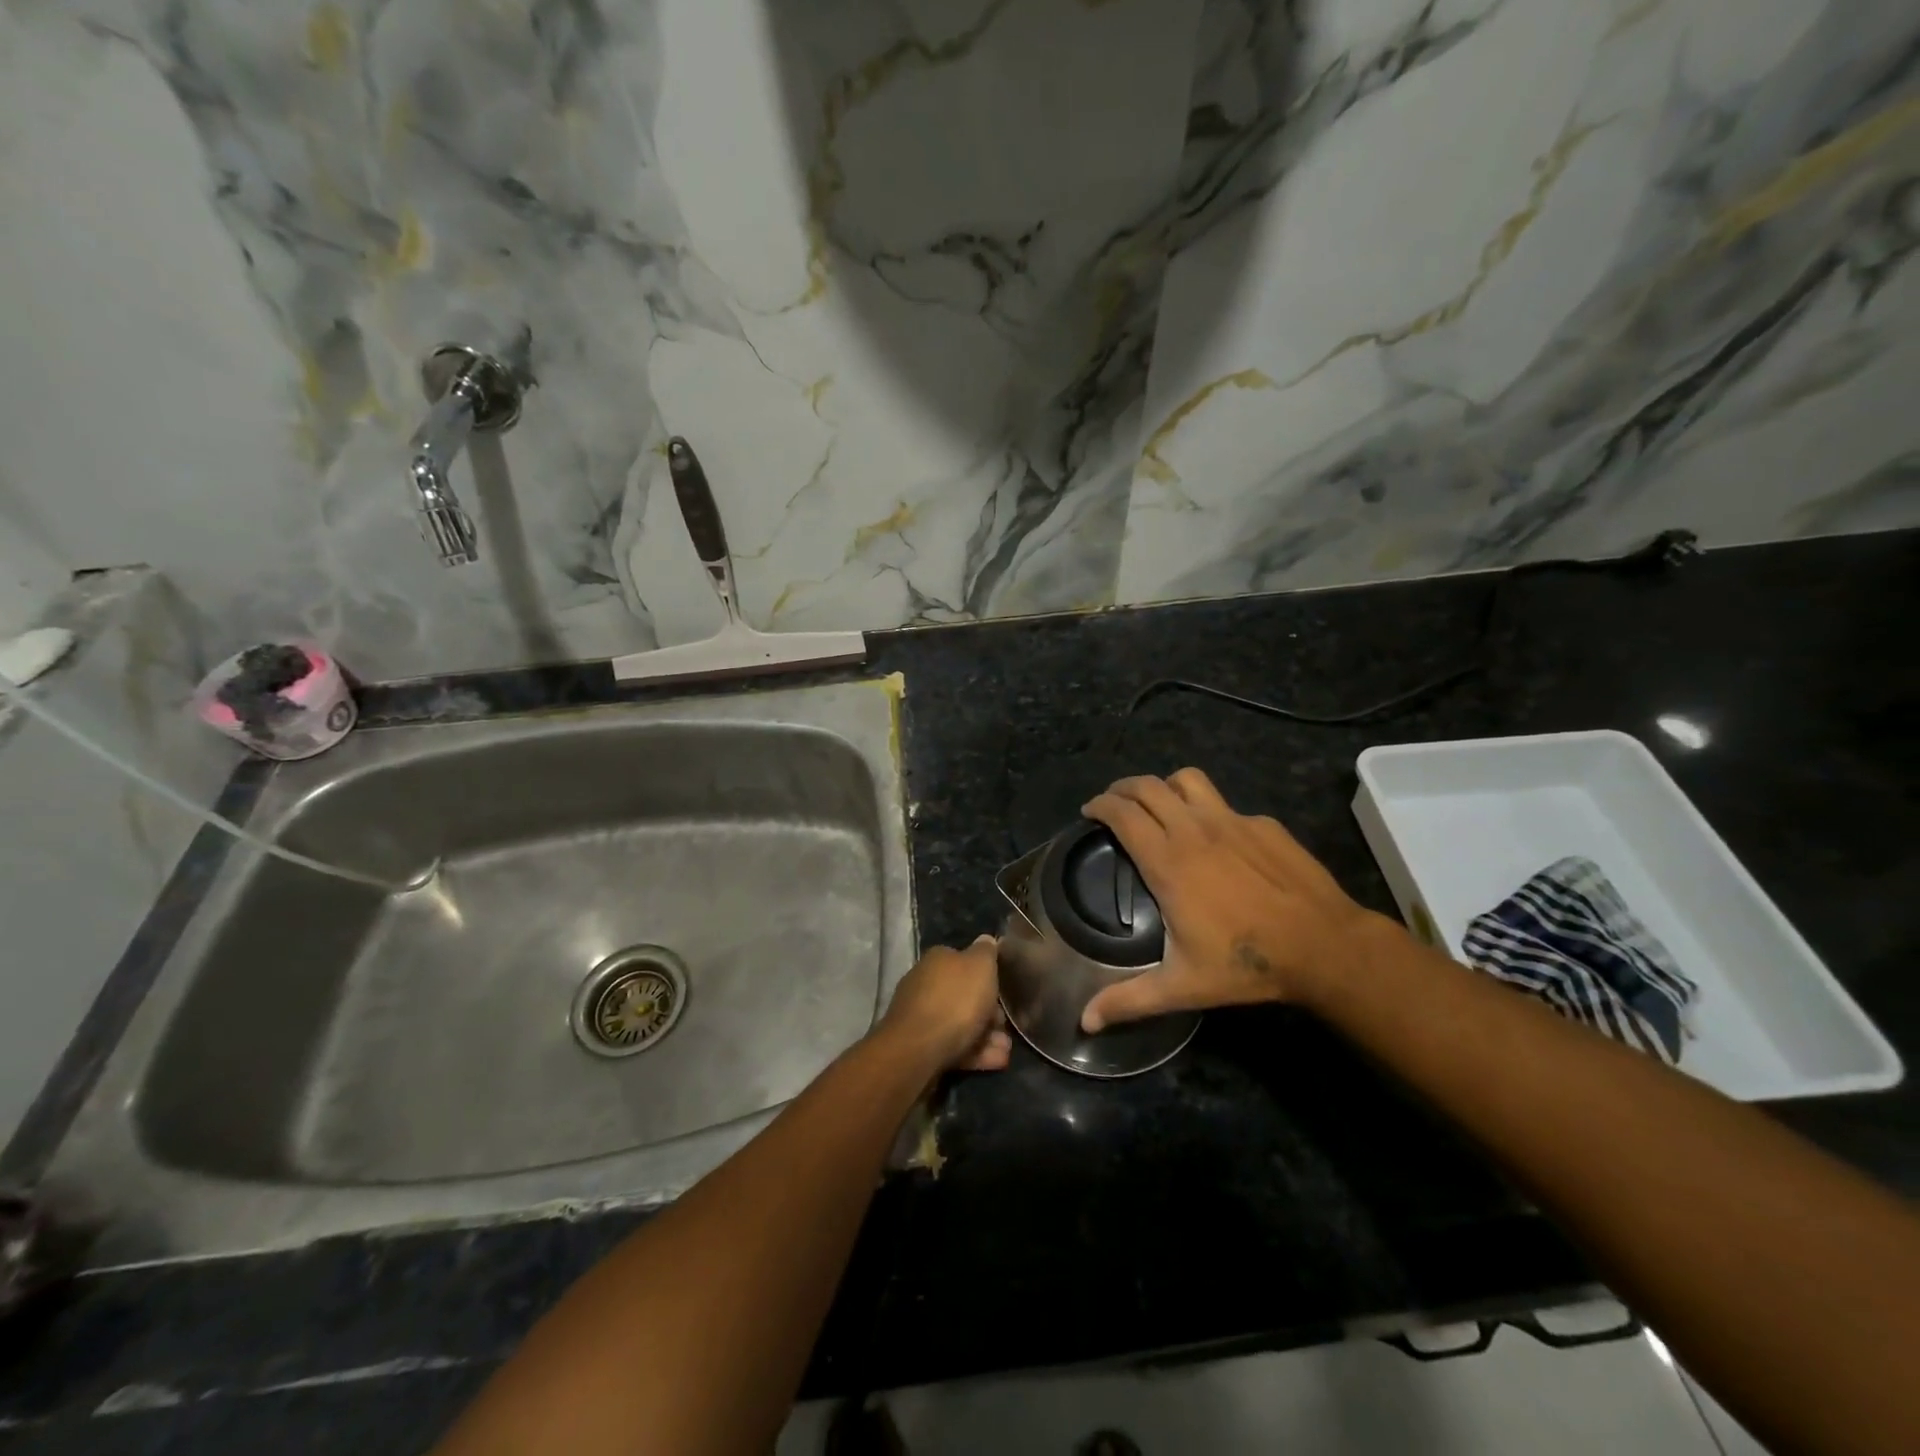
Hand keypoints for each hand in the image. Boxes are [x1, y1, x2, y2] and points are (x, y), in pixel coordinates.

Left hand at [877, 936, 1012, 1072]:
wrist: (918, 1050)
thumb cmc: (955, 1000)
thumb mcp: (980, 966)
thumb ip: (986, 952)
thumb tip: (986, 939)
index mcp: (937, 960)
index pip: (964, 961)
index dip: (986, 976)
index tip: (1003, 990)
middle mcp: (925, 984)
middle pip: (963, 995)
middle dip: (988, 1011)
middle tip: (1006, 1024)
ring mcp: (921, 1017)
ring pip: (960, 1024)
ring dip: (986, 1035)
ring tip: (1007, 1049)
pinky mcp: (921, 1047)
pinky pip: (954, 1046)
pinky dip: (976, 1052)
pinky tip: (997, 1061)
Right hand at [1079, 769, 1399, 1031]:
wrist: (1325, 946)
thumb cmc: (1247, 963)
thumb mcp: (1182, 987)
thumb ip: (1129, 1001)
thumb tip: (1086, 1023)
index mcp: (1167, 861)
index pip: (1122, 813)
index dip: (1100, 805)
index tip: (1089, 811)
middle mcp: (1194, 829)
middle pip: (1148, 786)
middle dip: (1122, 788)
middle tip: (1113, 803)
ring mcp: (1232, 820)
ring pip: (1187, 780)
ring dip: (1164, 785)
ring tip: (1159, 804)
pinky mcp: (1263, 824)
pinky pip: (1224, 804)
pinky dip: (1207, 810)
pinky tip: (1215, 838)